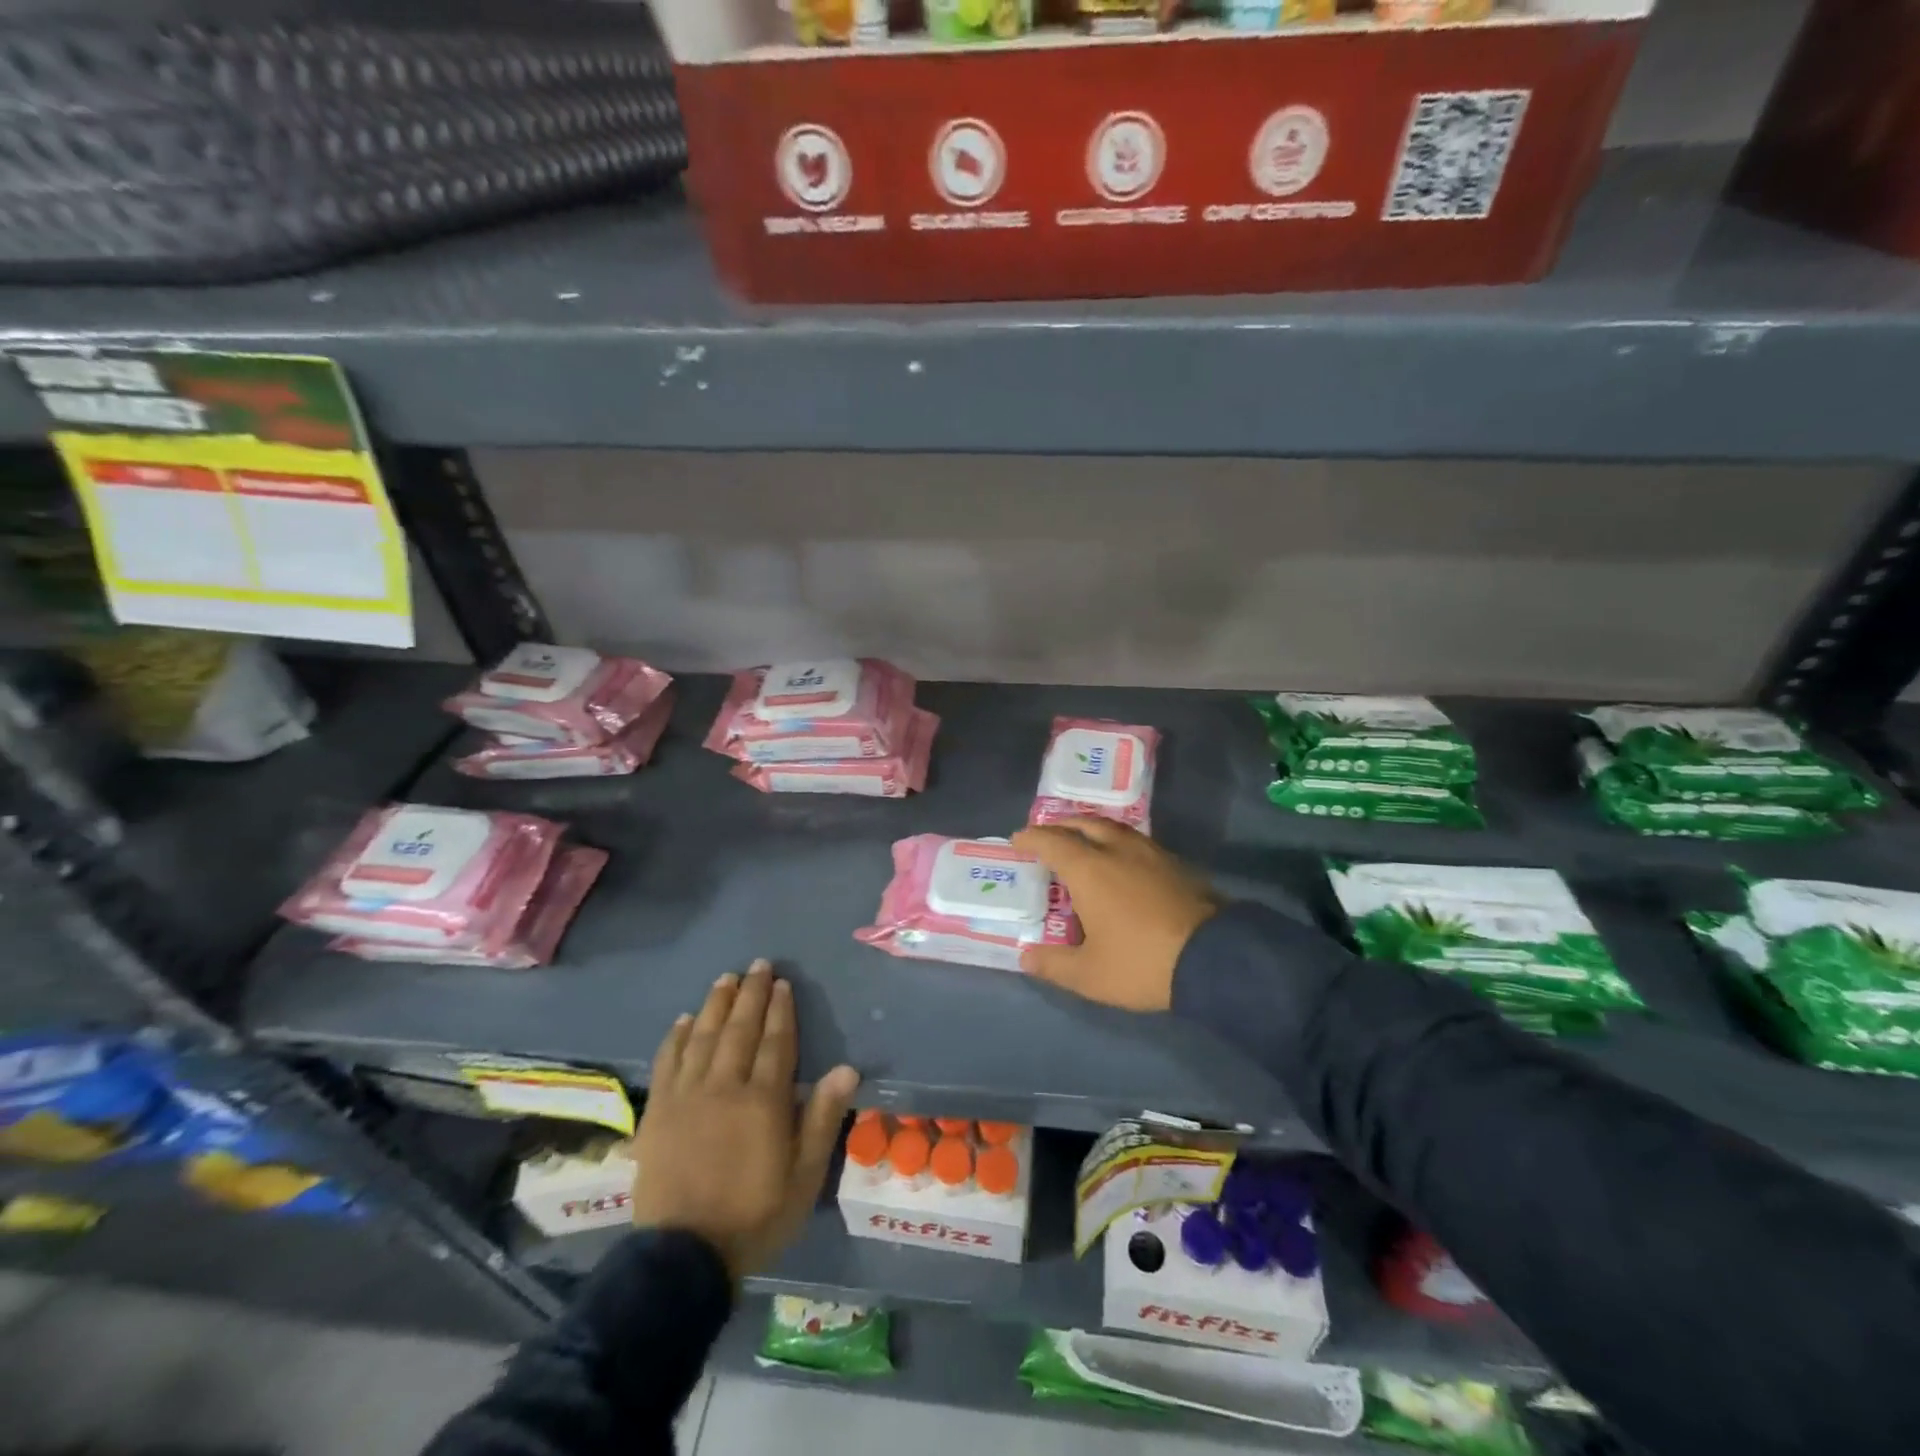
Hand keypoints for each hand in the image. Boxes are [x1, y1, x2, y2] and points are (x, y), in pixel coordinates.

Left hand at [630, 960, 859, 1281]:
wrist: (683, 1258)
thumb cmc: (754, 1216)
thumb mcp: (804, 1175)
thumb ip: (822, 1117)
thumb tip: (847, 1068)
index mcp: (763, 1100)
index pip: (776, 1041)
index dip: (780, 1010)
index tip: (782, 984)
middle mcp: (725, 1086)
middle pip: (740, 1029)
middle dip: (751, 994)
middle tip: (757, 965)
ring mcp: (687, 1097)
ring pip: (703, 1037)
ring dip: (716, 1005)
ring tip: (725, 979)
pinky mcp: (658, 1112)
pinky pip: (668, 1063)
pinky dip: (676, 1037)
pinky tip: (683, 1020)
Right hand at [1010, 818, 1219, 1010]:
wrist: (1215, 958)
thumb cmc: (1142, 963)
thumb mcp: (1089, 975)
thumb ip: (1053, 964)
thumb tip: (1026, 957)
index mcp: (1089, 869)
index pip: (1052, 842)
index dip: (1032, 838)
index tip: (1018, 839)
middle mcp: (1117, 850)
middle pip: (1084, 824)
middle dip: (1061, 825)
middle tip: (1048, 834)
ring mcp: (1150, 853)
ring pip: (1114, 828)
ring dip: (1092, 829)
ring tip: (1083, 842)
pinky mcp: (1176, 863)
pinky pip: (1136, 841)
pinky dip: (1117, 842)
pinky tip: (1121, 861)